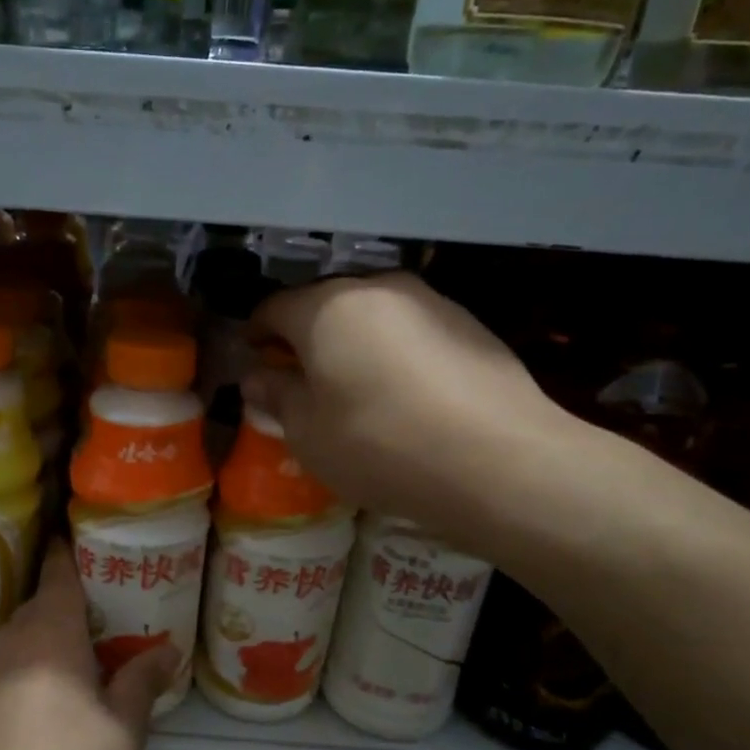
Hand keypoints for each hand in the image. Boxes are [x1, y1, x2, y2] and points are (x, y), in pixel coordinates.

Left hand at [0, 542, 177, 749]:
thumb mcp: (123, 726)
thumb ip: (143, 680)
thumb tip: (169, 650)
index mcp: (50, 631)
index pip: (58, 574)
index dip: (67, 553)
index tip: (76, 538)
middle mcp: (9, 637)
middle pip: (40, 605)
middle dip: (66, 607)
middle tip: (100, 620)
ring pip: (18, 636)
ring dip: (43, 640)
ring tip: (73, 661)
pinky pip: (1, 664)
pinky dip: (23, 666)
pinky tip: (39, 700)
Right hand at [243, 272, 590, 561]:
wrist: (498, 460)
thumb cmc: (378, 444)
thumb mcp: (307, 432)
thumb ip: (277, 396)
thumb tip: (258, 377)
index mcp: (326, 308)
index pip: (274, 307)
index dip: (256, 332)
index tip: (252, 356)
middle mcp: (378, 289)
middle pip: (326, 306)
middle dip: (306, 337)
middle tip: (299, 377)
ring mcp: (431, 302)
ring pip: (373, 316)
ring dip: (353, 344)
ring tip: (354, 389)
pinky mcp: (471, 325)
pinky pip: (412, 332)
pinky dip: (395, 354)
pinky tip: (403, 396)